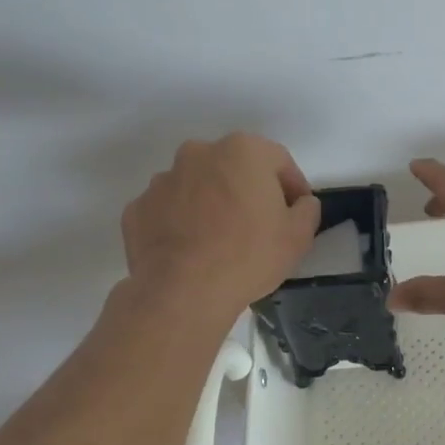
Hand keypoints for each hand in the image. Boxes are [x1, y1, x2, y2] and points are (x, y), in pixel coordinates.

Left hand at [122, 134, 320, 319]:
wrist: (183, 294)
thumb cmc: (249, 255)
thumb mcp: (299, 235)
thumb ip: (307, 209)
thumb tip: (300, 203)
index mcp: (243, 151)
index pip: (278, 160)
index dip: (292, 187)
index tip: (295, 213)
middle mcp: (199, 153)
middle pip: (234, 167)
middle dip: (247, 190)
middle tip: (259, 225)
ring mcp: (162, 180)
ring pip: (198, 186)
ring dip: (211, 203)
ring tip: (220, 241)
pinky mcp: (137, 208)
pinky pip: (168, 210)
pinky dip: (180, 222)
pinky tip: (191, 251)